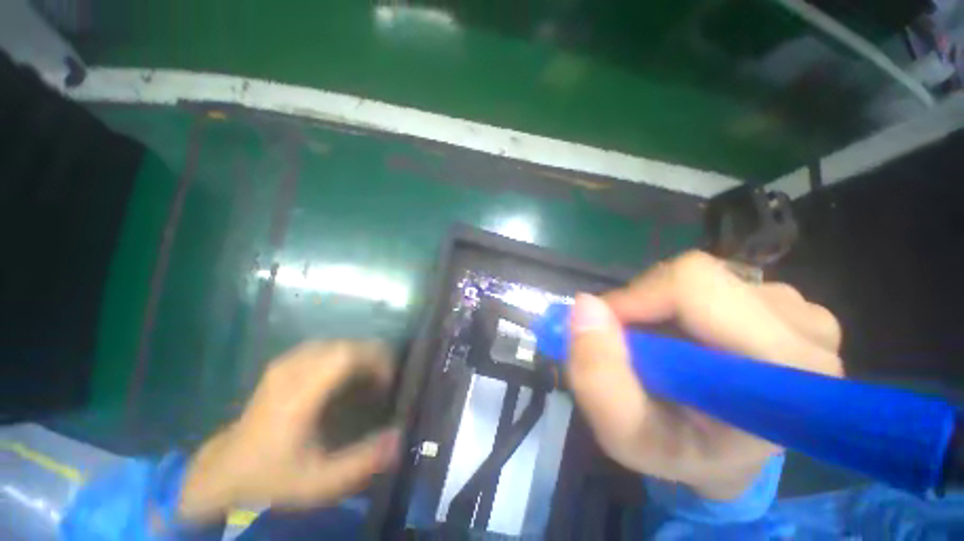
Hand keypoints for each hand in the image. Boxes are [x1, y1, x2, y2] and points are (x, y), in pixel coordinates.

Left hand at [177, 341, 399, 521]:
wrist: (224, 472)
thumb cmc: (272, 476)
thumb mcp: (318, 481)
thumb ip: (361, 462)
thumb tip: (399, 437)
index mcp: (298, 395)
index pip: (344, 356)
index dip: (374, 359)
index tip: (388, 379)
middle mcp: (290, 372)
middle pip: (343, 345)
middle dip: (371, 356)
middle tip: (384, 379)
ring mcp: (283, 365)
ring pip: (333, 343)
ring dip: (357, 355)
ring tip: (368, 376)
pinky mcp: (281, 365)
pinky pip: (322, 348)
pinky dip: (341, 355)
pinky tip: (344, 374)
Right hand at [567, 251, 841, 499]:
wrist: (723, 456)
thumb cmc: (679, 453)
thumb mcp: (625, 434)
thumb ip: (598, 377)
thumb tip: (585, 305)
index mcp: (784, 372)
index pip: (694, 288)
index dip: (636, 299)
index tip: (606, 328)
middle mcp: (805, 329)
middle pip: (695, 277)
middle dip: (644, 304)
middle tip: (633, 345)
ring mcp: (799, 311)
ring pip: (700, 278)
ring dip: (661, 307)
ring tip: (662, 350)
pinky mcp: (783, 302)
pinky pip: (711, 282)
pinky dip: (679, 304)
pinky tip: (686, 340)